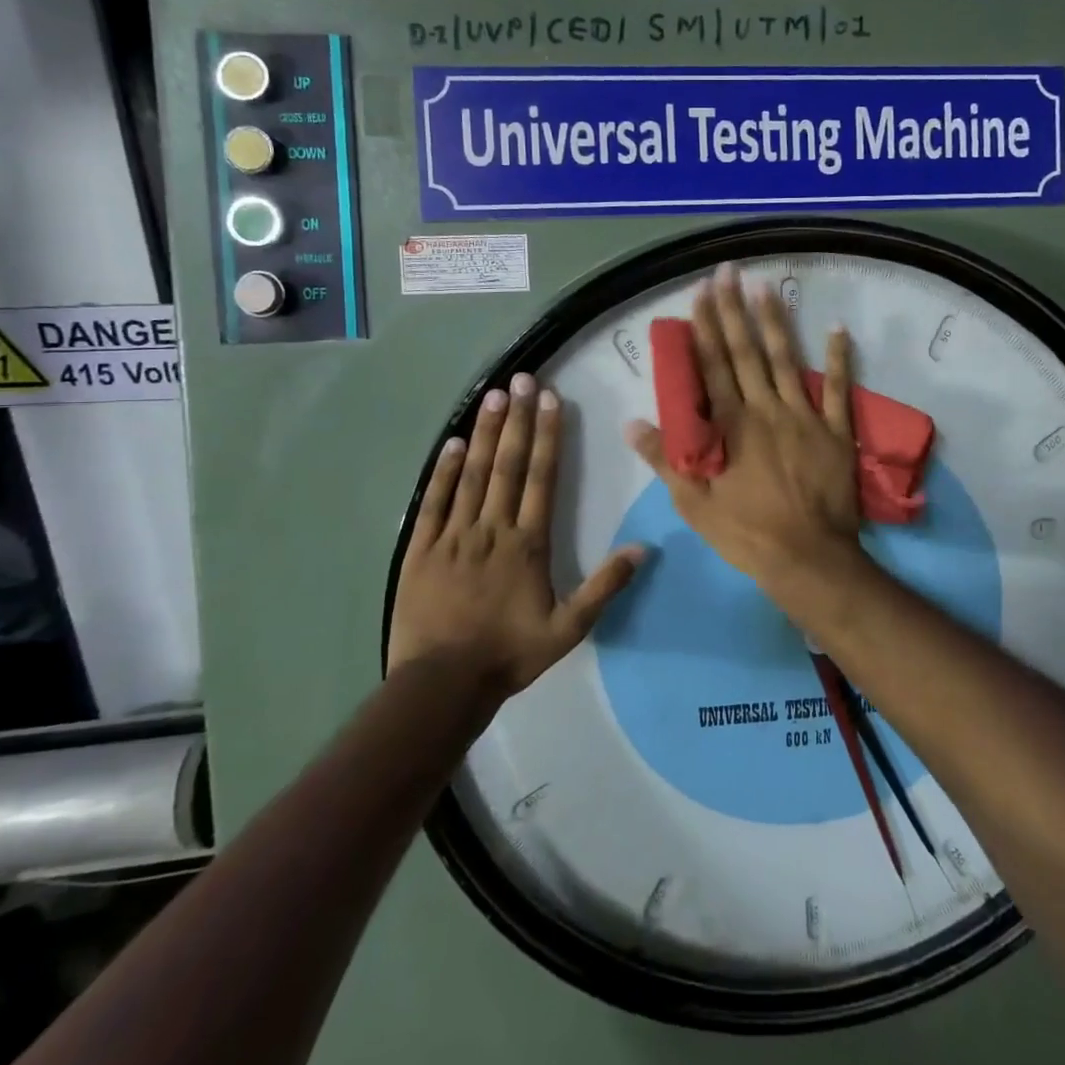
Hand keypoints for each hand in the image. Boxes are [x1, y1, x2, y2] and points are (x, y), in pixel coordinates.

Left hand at [389, 373, 642, 702]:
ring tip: (494, 396)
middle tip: (522, 380)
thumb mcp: (568, 628)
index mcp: (527, 544)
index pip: (541, 478)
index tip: (551, 401)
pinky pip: (435, 501)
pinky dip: (444, 470)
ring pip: (473, 474)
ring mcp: (454, 535)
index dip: (548, 436)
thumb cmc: (509, 654)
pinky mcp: (422, 548)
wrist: (442, 684)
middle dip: (518, 419)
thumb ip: (604, 586)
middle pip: (508, 465)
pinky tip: (454, 442)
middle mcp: (492, 528)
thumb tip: (642, 548)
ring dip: (486, 433)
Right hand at [625, 264, 864, 601]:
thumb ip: (665, 459)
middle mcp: (765, 410)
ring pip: (786, 360)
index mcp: (730, 425)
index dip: (704, 327)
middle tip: (729, 272)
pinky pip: (838, 389)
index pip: (712, 366)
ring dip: (776, 322)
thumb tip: (632, 422)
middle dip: (734, 310)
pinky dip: (838, 359)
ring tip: (766, 287)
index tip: (700, 292)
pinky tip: (837, 328)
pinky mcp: (835, 431)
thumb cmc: (746, 533)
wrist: (808, 559)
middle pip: (746, 352)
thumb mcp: (694, 503)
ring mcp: (804, 417)